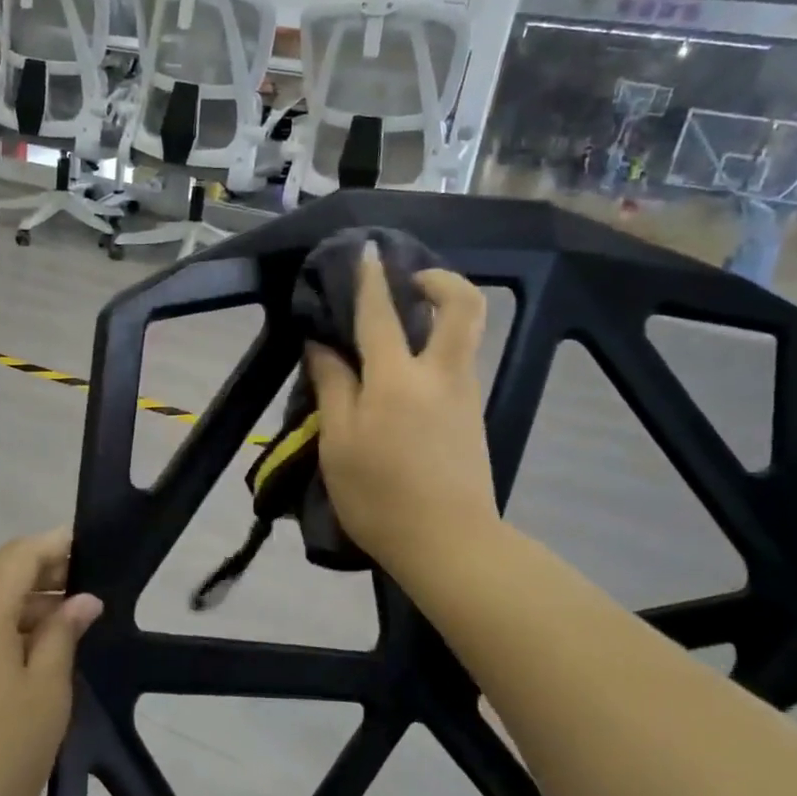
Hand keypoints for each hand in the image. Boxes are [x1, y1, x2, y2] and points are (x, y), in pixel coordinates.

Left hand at [0, 532, 101, 795]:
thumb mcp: (46, 691)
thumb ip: (63, 633)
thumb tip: (82, 600)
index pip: (19, 555)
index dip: (55, 546)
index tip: (89, 550)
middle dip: (37, 569)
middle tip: (80, 588)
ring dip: (17, 597)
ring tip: (62, 621)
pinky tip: (25, 649)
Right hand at [306, 246, 499, 578]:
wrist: (449, 544)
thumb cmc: (379, 496)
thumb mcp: (339, 443)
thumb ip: (333, 387)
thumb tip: (323, 347)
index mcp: (397, 379)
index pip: (381, 315)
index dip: (371, 279)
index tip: (367, 251)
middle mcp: (440, 375)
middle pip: (462, 307)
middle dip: (441, 279)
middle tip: (410, 282)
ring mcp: (465, 395)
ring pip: (464, 335)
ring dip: (440, 315)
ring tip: (400, 329)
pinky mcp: (474, 417)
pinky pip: (457, 365)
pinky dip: (437, 351)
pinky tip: (406, 377)